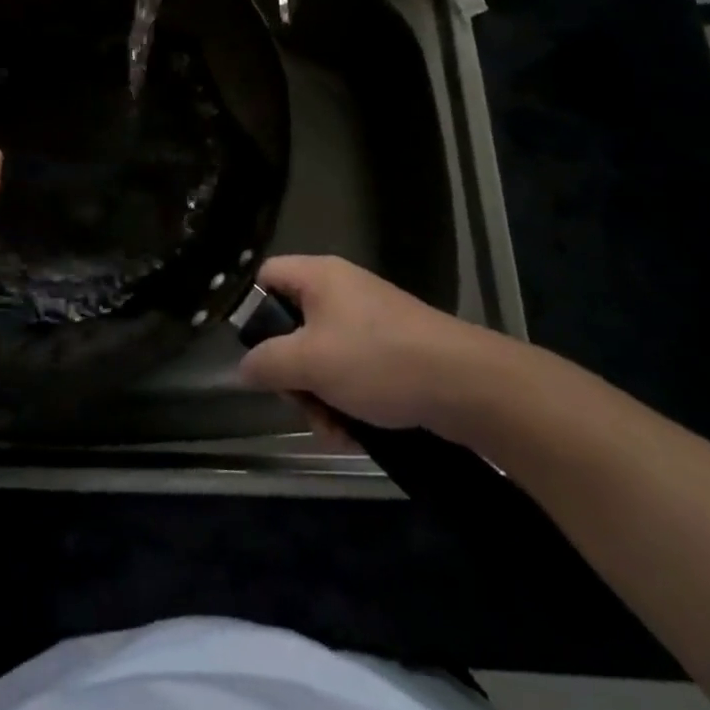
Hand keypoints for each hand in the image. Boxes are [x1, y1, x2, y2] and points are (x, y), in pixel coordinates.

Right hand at [237, 255, 514, 442]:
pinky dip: (347, 402)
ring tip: (333, 430)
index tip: (257, 353)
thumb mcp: (309, 362)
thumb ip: (266, 363)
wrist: (467, 384)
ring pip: (322, 357)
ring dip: (319, 397)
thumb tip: (243, 369)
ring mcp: (369, 322)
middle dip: (292, 373)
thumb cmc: (377, 360)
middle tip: (300, 403)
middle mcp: (341, 291)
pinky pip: (352, 372)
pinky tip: (354, 433)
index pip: (266, 277)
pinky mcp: (392, 351)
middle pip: (292, 326)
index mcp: (318, 277)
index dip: (252, 311)